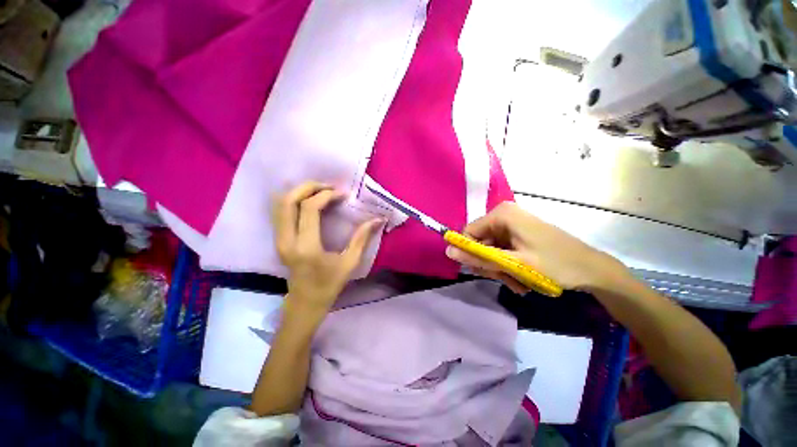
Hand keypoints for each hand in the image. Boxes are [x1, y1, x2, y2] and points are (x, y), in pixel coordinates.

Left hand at [273, 182, 382, 314]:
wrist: (305, 302)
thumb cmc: (330, 285)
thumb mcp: (350, 263)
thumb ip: (362, 238)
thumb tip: (378, 219)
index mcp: (306, 247)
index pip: (310, 209)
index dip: (326, 196)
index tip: (342, 194)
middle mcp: (287, 240)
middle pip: (289, 201)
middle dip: (309, 187)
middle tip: (328, 186)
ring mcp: (279, 240)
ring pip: (281, 204)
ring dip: (300, 192)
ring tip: (320, 191)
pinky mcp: (278, 240)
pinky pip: (281, 212)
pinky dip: (294, 200)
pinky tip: (309, 201)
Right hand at [445, 202, 628, 293]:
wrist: (593, 270)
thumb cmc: (555, 264)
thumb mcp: (513, 264)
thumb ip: (479, 258)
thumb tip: (448, 252)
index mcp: (502, 214)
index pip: (468, 233)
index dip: (470, 253)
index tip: (482, 271)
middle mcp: (504, 216)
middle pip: (480, 242)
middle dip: (490, 263)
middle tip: (504, 278)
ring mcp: (512, 225)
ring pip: (491, 249)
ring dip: (500, 268)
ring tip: (517, 283)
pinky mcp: (519, 234)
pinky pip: (502, 250)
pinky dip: (508, 266)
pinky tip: (520, 279)